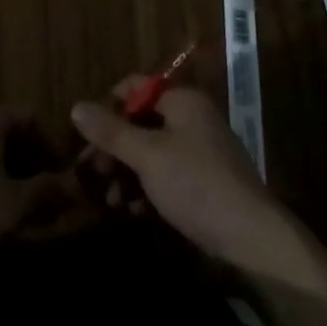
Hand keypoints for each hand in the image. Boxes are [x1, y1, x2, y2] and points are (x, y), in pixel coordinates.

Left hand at [0, 100, 74, 270]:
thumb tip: (80, 185)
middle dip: (31, 167)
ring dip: (7, 177)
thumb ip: (50, 193)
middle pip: (10, 135)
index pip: (33, 121)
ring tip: (16, 213)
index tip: (65, 183)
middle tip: (44, 202)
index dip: (53, 152)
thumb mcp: (14, 208)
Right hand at [71, 79, 296, 273]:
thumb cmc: (195, 184)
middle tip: (92, 173)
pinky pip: (166, 174)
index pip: (136, 87)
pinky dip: (147, 188)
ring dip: (127, 172)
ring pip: (152, 151)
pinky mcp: (204, 182)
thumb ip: (111, 132)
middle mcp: (192, 118)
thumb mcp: (147, 156)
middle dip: (115, 147)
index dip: (109, 106)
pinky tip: (132, 211)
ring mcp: (200, 151)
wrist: (250, 238)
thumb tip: (76, 107)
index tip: (87, 135)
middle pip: (142, 121)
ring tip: (109, 200)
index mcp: (183, 100)